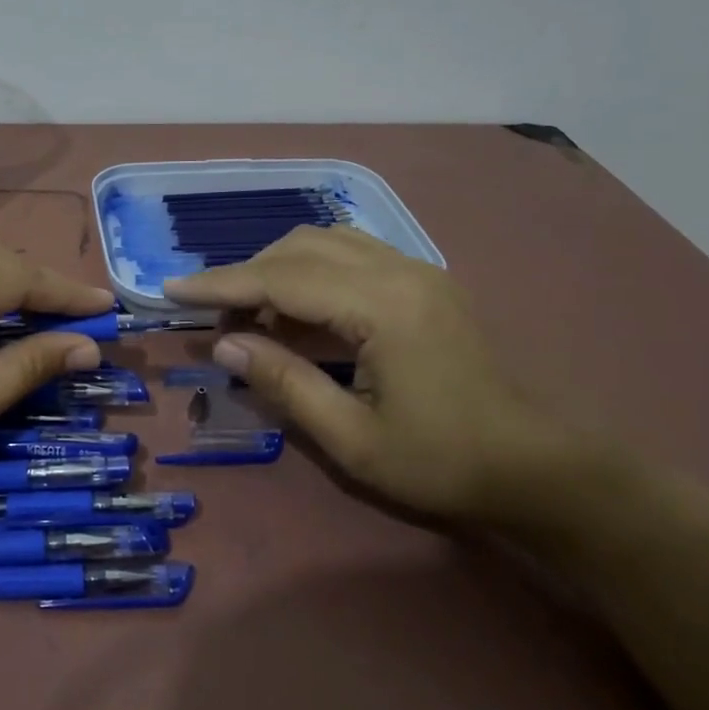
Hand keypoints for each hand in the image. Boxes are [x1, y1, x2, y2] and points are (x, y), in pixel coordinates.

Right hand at [162, 227, 567, 520]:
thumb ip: (284, 383)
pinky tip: (297, 313)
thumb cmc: (442, 462)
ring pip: (327, 242)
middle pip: (301, 247)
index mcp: (383, 307)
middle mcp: (400, 271)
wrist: (536, 467)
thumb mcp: (351, 438)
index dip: (222, 285)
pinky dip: (311, 273)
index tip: (171, 289)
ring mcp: (418, 271)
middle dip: (247, 276)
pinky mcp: (425, 283)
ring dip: (278, 269)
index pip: (282, 279)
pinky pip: (352, 256)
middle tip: (215, 321)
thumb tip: (224, 346)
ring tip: (251, 317)